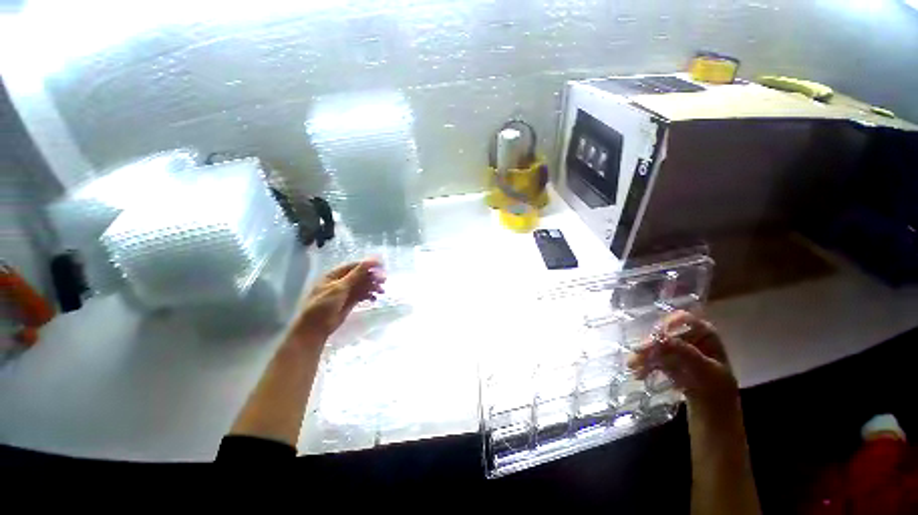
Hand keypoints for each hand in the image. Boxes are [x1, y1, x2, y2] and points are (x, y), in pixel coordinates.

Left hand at [291, 258, 384, 343]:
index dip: (368, 265)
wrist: (316, 328)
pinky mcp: (350, 302)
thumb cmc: (324, 304)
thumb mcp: (340, 287)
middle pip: (360, 275)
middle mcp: (341, 281)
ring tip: (381, 291)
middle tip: (384, 280)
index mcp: (335, 275)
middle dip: (372, 277)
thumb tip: (370, 261)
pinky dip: (369, 295)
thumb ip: (356, 274)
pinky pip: (362, 295)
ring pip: (363, 285)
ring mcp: (346, 292)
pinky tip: (374, 299)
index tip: (382, 266)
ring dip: (373, 286)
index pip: (355, 266)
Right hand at [628, 310, 737, 407]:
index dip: (667, 324)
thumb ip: (685, 352)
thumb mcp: (705, 371)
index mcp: (704, 333)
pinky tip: (639, 374)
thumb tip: (659, 337)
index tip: (655, 337)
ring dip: (643, 355)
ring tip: (633, 367)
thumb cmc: (717, 391)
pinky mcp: (666, 360)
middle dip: (650, 344)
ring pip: (654, 345)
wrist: (714, 415)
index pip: (683, 319)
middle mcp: (688, 337)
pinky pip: (652, 357)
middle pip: (664, 332)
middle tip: (638, 353)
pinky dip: (644, 364)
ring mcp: (676, 348)